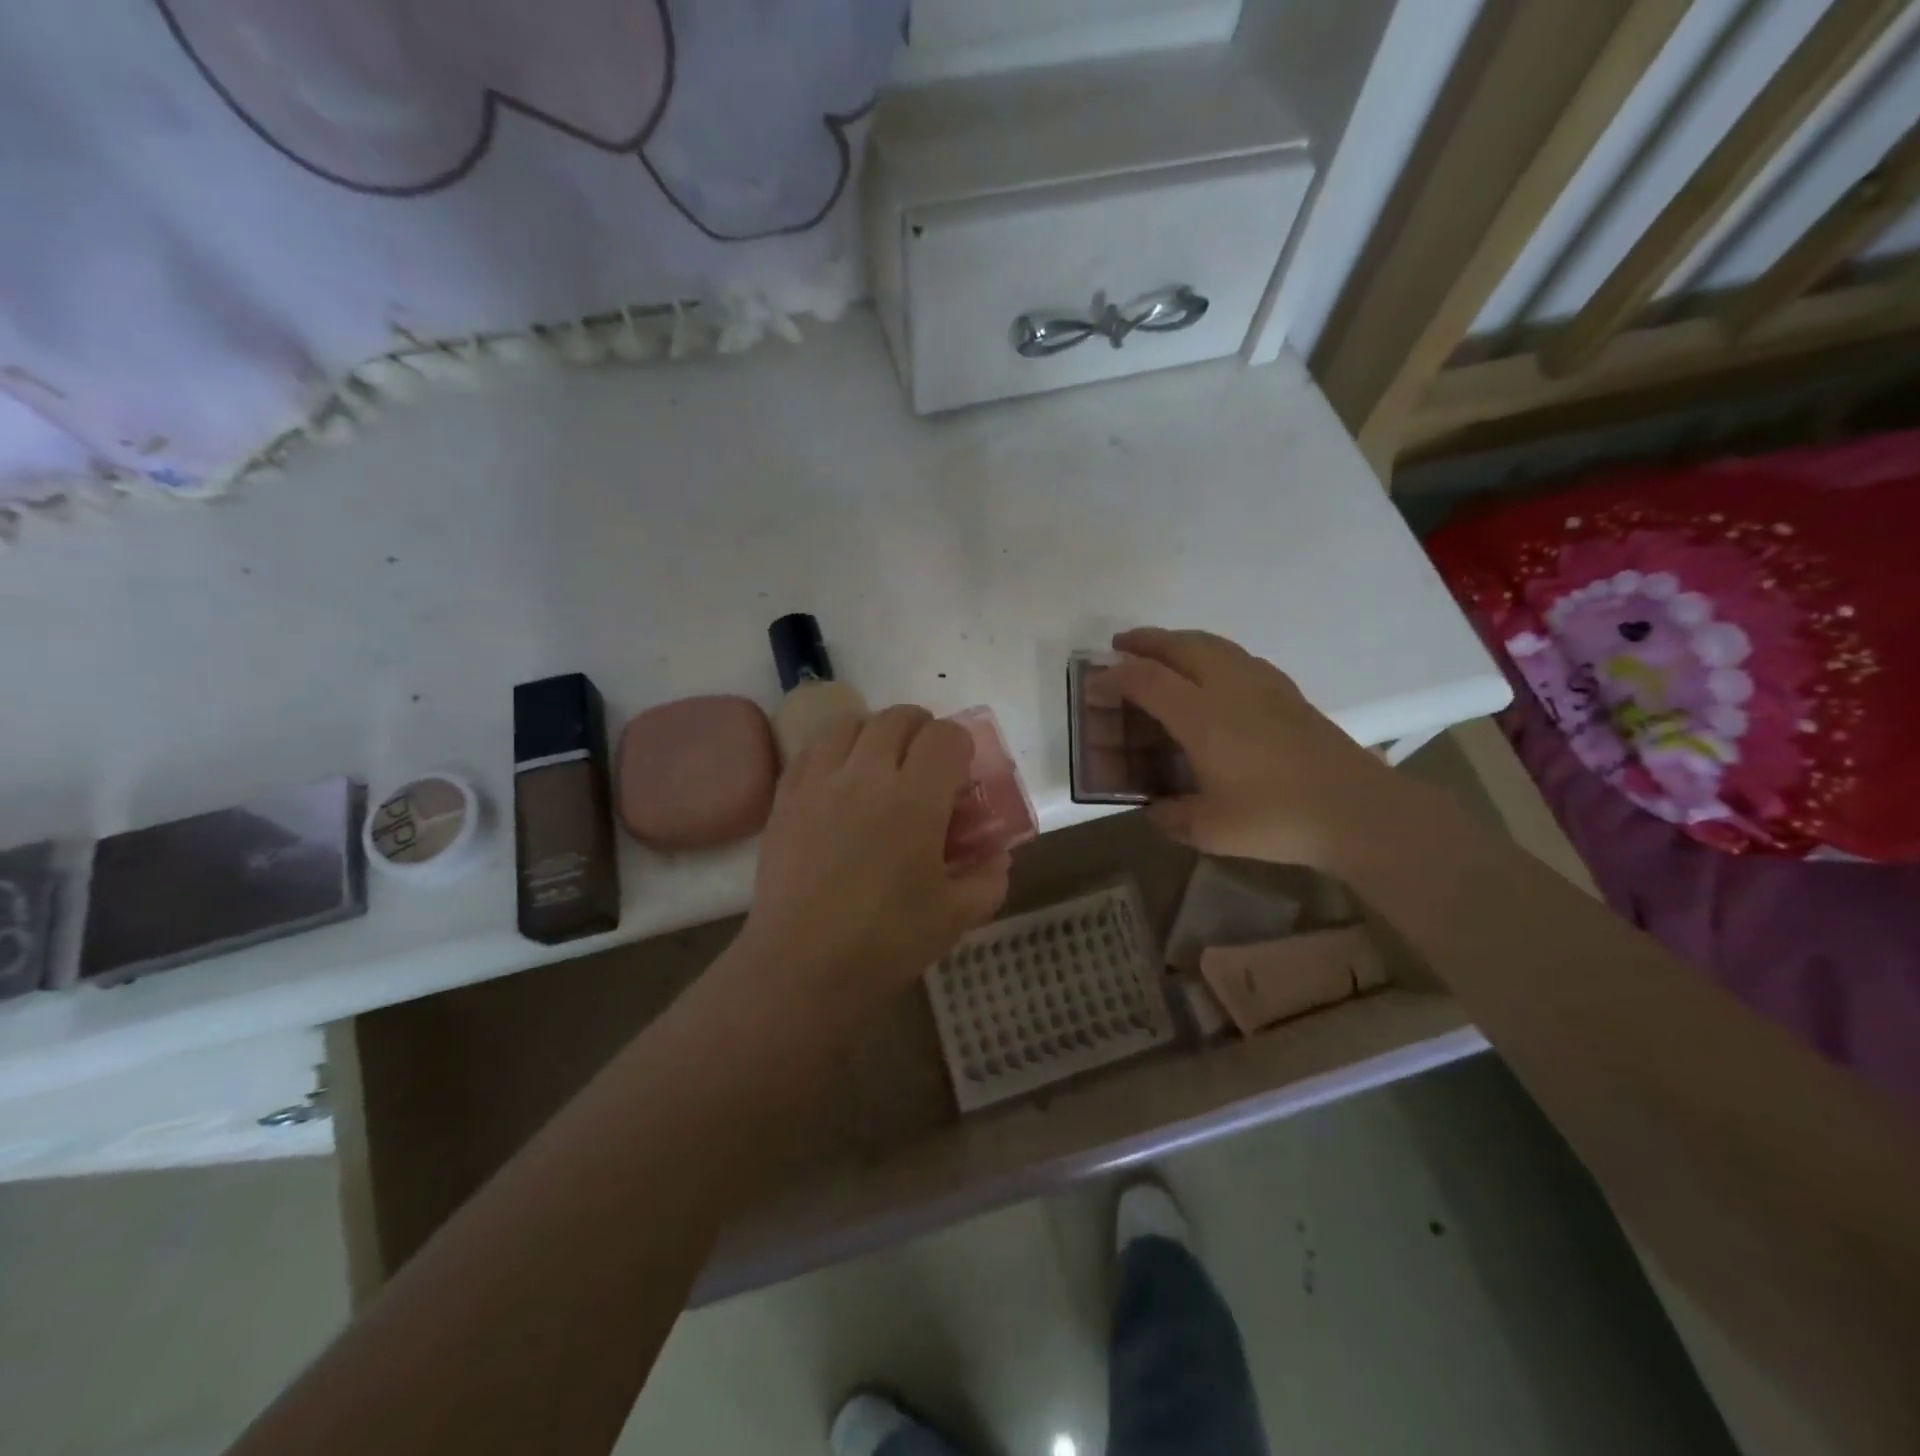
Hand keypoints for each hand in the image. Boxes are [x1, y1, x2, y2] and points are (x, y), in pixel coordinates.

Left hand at [742, 706, 1010, 1006]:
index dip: (960, 743)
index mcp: (915, 799)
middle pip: (897, 718)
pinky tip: (839, 778)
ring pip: (850, 723)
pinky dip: (834, 749)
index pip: (944, 736)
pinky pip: (812, 749)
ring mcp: (820, 782)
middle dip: (921, 729)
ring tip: (880, 761)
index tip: (961, 769)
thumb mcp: (956, 916)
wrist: (803, 966)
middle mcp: (866, 775)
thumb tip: (998, 856)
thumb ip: (988, 879)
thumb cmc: (887, 942)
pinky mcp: (785, 798)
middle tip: (926, 761)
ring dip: (874, 731)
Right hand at [1104, 627, 1424, 871]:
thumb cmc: (1277, 819)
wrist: (1357, 810)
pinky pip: (1240, 657)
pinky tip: (1216, 673)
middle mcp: (1229, 688)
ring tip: (1163, 650)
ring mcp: (1264, 686)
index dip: (1114, 678)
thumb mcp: (1209, 829)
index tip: (1093, 684)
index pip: (1147, 681)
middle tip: (1121, 644)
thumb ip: (1171, 816)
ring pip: (1214, 645)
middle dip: (1146, 641)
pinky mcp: (1289, 694)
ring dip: (1180, 641)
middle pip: (1181, 646)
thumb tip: (1154, 808)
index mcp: (1202, 716)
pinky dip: (1213, 653)